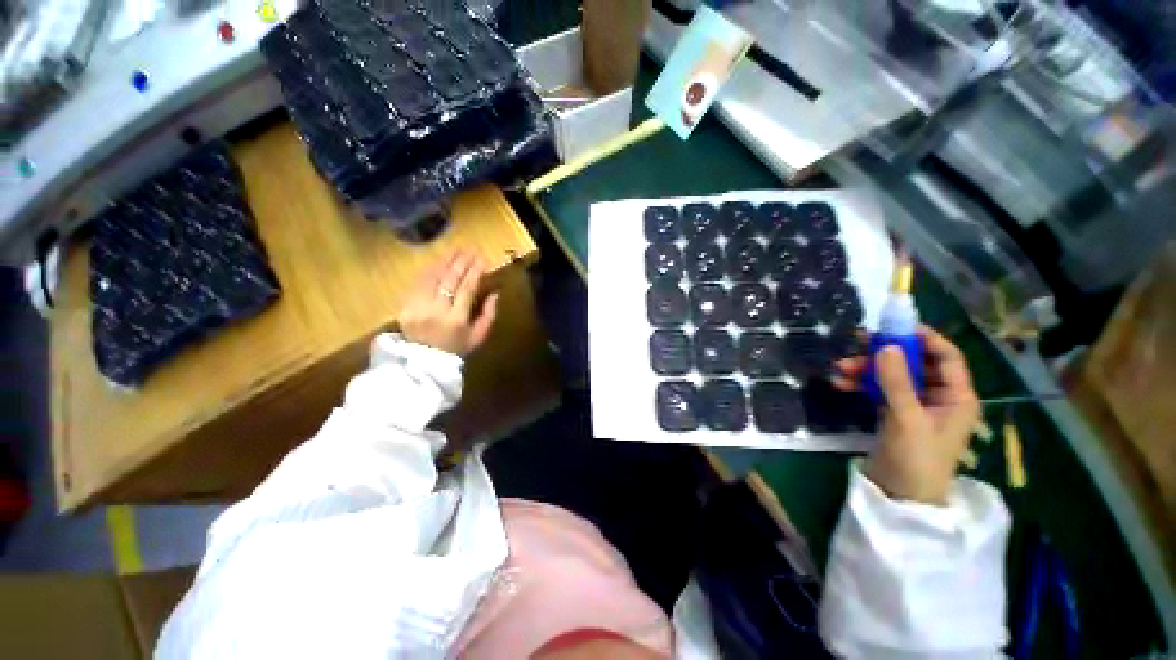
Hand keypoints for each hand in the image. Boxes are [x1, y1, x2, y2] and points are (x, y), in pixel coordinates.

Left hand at [398, 251, 498, 356]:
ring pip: (433, 278)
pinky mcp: (405, 306)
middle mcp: (437, 310)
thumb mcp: (479, 336)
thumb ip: (489, 315)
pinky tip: (438, 262)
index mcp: (457, 319)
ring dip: (445, 262)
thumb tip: (495, 293)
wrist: (424, 362)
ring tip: (455, 250)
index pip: (467, 288)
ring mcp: (418, 307)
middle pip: (450, 280)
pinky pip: (418, 283)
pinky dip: (429, 270)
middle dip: (461, 262)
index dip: (475, 271)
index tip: (482, 259)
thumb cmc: (456, 349)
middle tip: (469, 250)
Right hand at [834, 326, 979, 505]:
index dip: (925, 338)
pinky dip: (861, 384)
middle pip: (914, 364)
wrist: (900, 496)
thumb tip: (885, 346)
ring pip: (892, 375)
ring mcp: (915, 405)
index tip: (894, 326)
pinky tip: (841, 384)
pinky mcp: (895, 413)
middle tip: (857, 344)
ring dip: (866, 370)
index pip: (947, 357)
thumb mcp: (907, 419)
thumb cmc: (917, 459)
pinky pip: (879, 389)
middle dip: (884, 355)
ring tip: (839, 368)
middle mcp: (939, 397)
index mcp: (957, 397)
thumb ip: (896, 382)